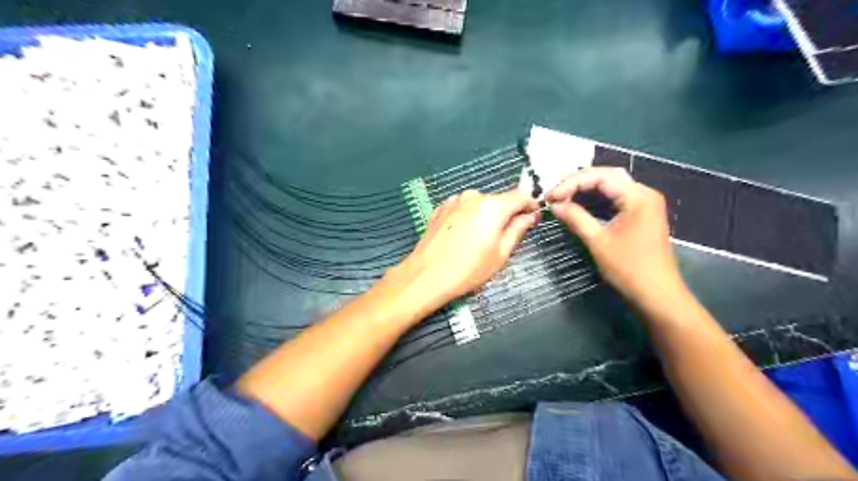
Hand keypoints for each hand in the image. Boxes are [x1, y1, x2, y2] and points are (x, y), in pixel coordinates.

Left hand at [392, 190, 537, 309]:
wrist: (426, 276)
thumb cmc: (468, 269)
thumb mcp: (501, 254)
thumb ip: (518, 230)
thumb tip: (530, 216)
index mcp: (492, 206)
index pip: (520, 196)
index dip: (530, 206)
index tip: (533, 218)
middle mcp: (473, 197)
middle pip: (499, 200)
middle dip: (507, 213)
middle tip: (508, 236)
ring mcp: (454, 201)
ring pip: (480, 204)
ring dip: (487, 215)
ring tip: (481, 240)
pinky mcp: (441, 209)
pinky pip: (463, 208)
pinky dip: (469, 217)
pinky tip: (464, 237)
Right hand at [549, 169, 684, 304]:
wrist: (657, 294)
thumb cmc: (628, 268)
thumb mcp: (597, 241)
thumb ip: (575, 218)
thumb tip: (554, 205)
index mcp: (637, 197)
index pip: (601, 177)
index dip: (572, 183)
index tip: (551, 196)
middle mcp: (645, 194)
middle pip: (609, 176)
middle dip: (580, 180)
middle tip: (556, 189)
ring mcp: (646, 204)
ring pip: (613, 185)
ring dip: (588, 187)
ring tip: (564, 192)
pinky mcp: (643, 215)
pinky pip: (618, 197)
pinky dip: (599, 198)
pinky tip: (582, 202)